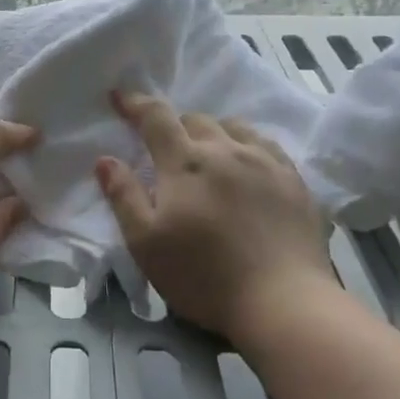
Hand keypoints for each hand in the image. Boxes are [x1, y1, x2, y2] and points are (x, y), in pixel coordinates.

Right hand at [95, 91, 335, 343]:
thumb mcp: (146, 243)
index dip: (135, 103)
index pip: (155, 117)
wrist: (283, 302)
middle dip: (174, 125)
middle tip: (166, 148)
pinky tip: (248, 164)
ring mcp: (264, 162)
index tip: (120, 96)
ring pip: (232, 127)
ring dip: (213, 132)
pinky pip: (266, 144)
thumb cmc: (204, 276)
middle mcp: (225, 150)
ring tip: (208, 153)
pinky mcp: (294, 180)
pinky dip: (247, 145)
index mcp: (185, 163)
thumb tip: (105, 159)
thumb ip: (123, 196)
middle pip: (195, 119)